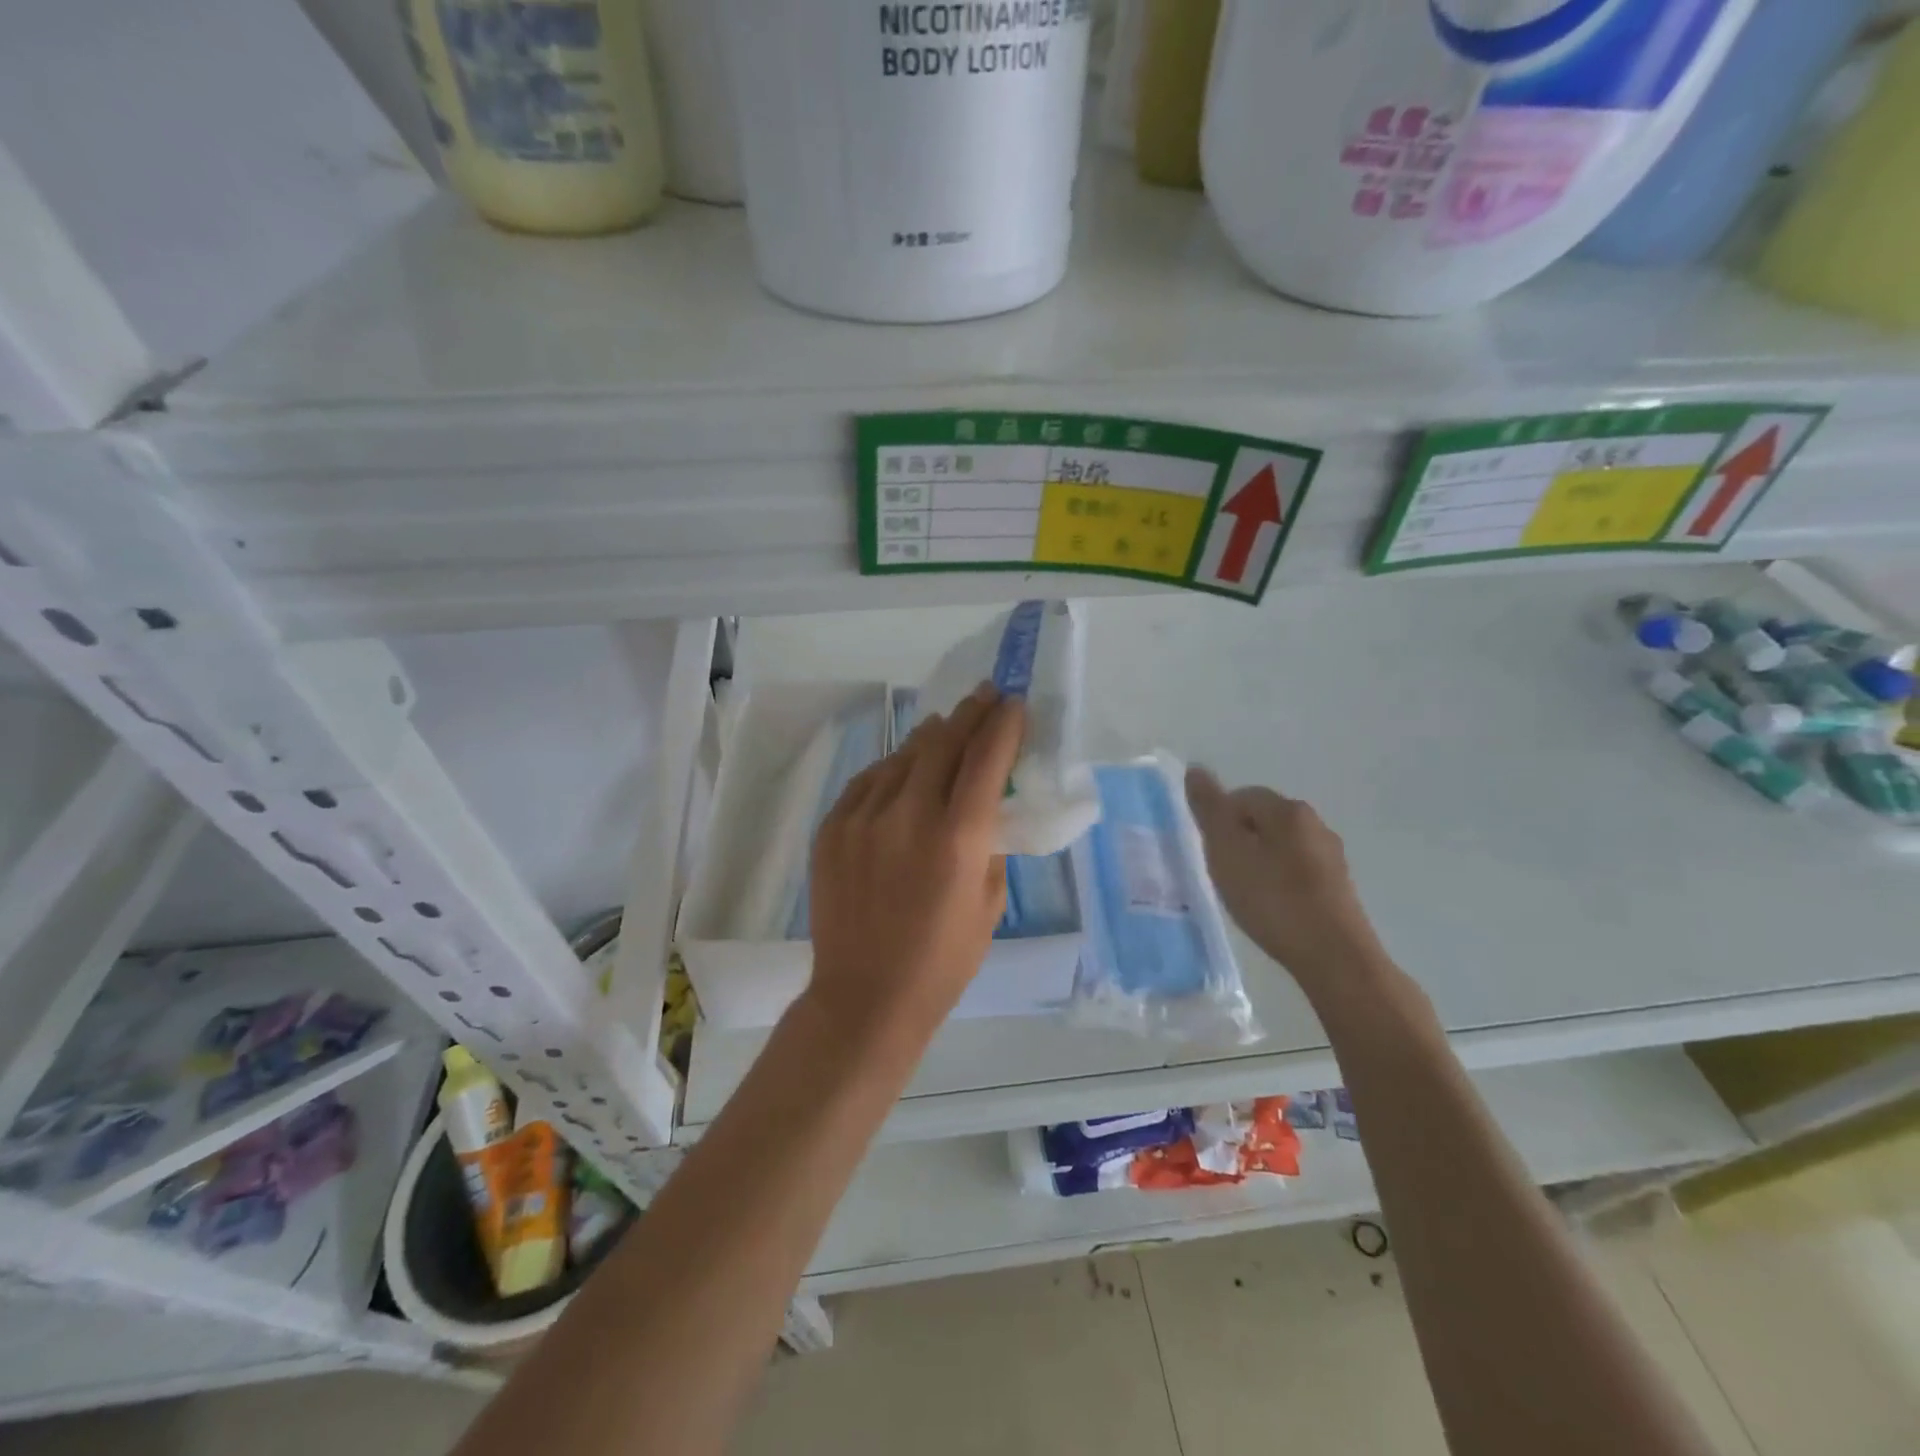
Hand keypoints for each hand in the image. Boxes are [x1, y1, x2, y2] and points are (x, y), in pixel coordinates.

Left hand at [806, 684, 1026, 1049]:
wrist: (865, 996)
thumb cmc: (942, 961)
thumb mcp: (989, 904)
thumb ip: (989, 844)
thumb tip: (983, 806)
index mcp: (958, 838)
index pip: (986, 759)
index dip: (1004, 725)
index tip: (1014, 704)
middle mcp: (909, 815)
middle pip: (943, 743)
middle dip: (969, 714)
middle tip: (985, 695)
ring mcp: (863, 819)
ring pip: (902, 756)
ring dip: (930, 737)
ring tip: (944, 725)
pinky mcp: (832, 829)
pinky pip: (868, 781)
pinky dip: (892, 768)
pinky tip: (902, 767)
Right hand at [1184, 767, 1387, 997]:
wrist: (1333, 956)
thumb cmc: (1272, 898)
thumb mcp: (1226, 851)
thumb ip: (1209, 809)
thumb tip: (1196, 769)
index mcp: (1288, 809)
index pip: (1241, 797)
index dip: (1218, 822)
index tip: (1211, 854)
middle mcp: (1315, 824)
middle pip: (1262, 820)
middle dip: (1239, 841)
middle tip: (1224, 874)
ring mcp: (1331, 856)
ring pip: (1281, 847)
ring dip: (1259, 862)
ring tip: (1246, 894)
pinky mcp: (1339, 887)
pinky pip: (1297, 872)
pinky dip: (1279, 883)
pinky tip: (1272, 908)